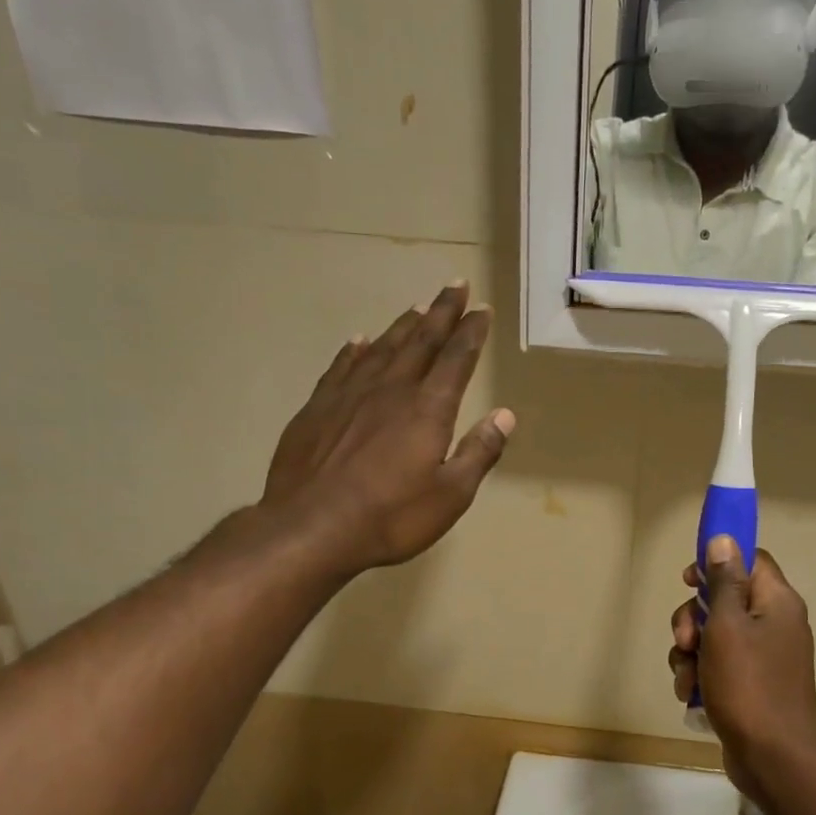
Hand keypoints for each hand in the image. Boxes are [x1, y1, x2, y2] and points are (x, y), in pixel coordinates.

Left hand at [261, 282, 513, 575]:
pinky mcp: (317, 408)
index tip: (481, 309)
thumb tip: (505, 416)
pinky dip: (355, 350)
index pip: (456, 359)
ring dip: (403, 325)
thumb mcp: (450, 495)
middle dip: (441, 312)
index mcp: (428, 409)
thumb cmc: (391, 517)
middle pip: (421, 341)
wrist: (311, 528)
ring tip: (417, 306)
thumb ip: (479, 452)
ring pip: (382, 348)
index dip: (471, 332)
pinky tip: (360, 341)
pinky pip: (341, 367)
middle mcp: (390, 390)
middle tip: (455, 286)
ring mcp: (349, 395)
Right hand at [670, 538, 815, 801]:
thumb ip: (723, 582)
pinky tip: (691, 696)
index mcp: (777, 601)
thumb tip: (723, 540)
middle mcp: (775, 623)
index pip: (749, 560)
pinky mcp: (753, 685)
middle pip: (724, 600)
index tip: (688, 579)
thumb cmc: (748, 685)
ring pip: (714, 636)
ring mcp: (764, 657)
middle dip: (693, 619)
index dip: (716, 563)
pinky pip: (719, 666)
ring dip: (690, 654)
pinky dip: (701, 676)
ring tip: (686, 680)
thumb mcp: (727, 626)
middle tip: (684, 642)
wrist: (774, 758)